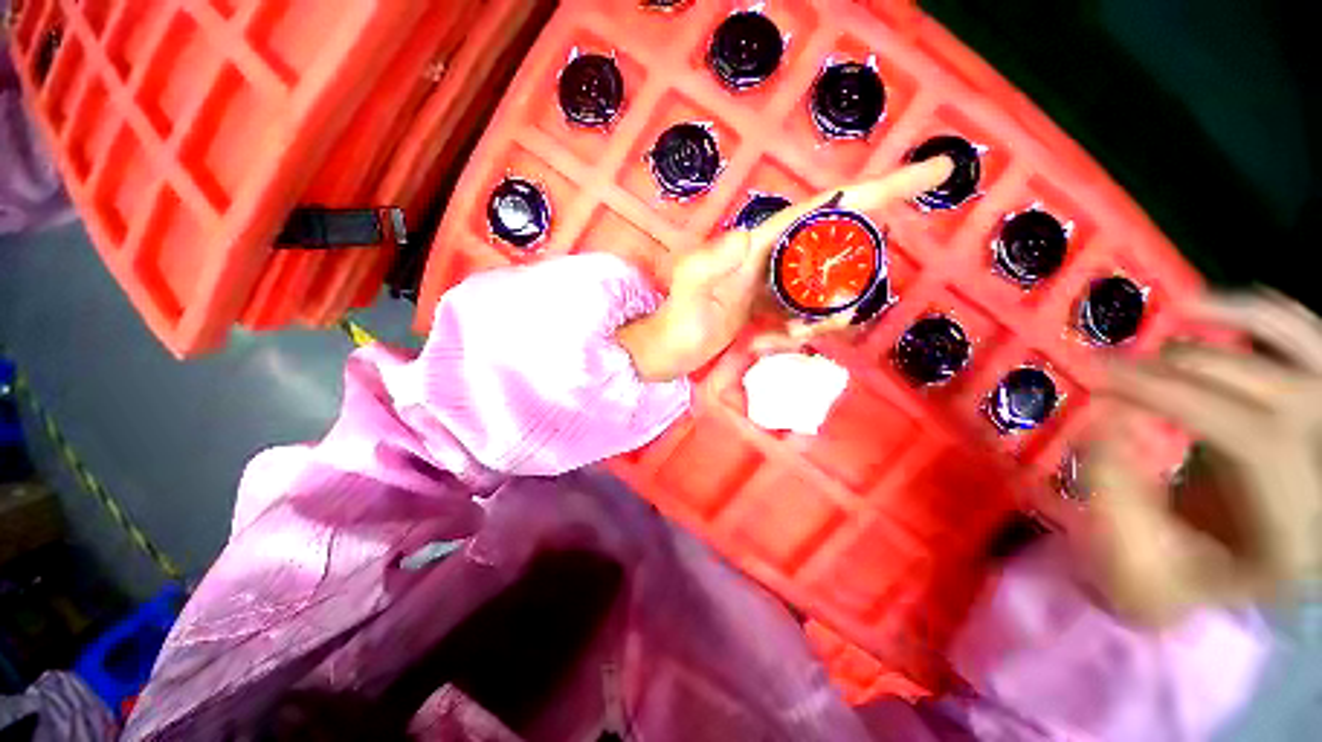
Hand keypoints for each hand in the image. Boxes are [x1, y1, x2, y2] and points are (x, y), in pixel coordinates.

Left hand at [617, 157, 953, 381]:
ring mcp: (779, 285)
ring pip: (830, 292)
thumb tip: (748, 237)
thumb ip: (710, 263)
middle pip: (841, 254)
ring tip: (777, 338)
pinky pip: (810, 316)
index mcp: (763, 242)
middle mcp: (778, 257)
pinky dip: (798, 335)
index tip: (933, 171)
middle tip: (801, 326)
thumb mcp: (688, 288)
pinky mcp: (776, 309)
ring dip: (816, 322)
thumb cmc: (678, 318)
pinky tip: (766, 344)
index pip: (827, 207)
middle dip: (842, 290)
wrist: (671, 349)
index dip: (879, 189)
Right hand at [1082, 292, 1321, 625]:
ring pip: (1309, 349)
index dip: (1182, 398)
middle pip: (1279, 391)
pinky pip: (1310, 340)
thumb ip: (1120, 497)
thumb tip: (1103, 420)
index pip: (1258, 441)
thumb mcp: (1145, 563)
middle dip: (1191, 368)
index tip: (1105, 379)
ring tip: (1177, 311)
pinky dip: (1268, 315)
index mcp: (1298, 534)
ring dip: (1242, 319)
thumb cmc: (1184, 584)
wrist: (1233, 580)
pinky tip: (1220, 311)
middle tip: (1121, 365)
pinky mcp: (1321, 411)